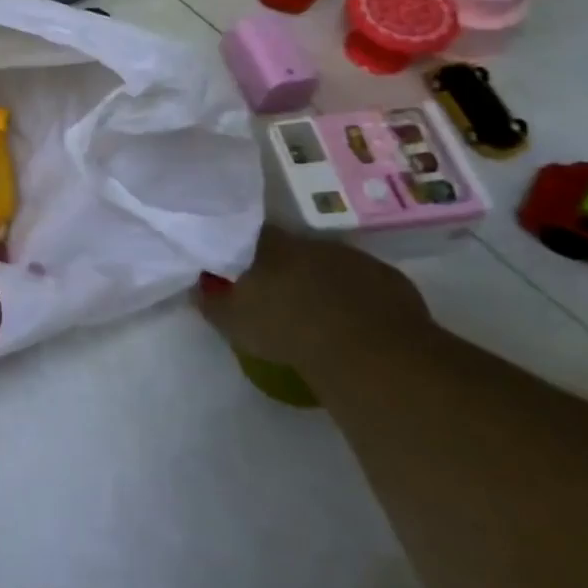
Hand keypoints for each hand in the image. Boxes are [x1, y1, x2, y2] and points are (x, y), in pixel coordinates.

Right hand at [198, 227, 431, 374]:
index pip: (250, 235)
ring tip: (319, 314)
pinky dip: (358, 299)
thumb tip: (197, 287)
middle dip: (287, 268)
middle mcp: (311, 243)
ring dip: (323, 282)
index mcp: (271, 246)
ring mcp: (354, 259)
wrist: (367, 351)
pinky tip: (355, 324)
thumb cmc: (287, 330)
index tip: (242, 268)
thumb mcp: (233, 322)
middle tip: (280, 296)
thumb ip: (211, 301)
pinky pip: (366, 285)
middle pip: (293, 250)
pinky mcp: (390, 280)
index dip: (246, 251)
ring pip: (331, 266)